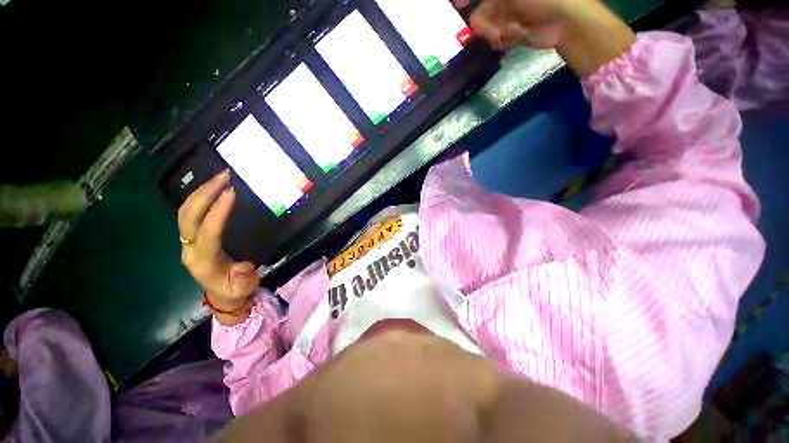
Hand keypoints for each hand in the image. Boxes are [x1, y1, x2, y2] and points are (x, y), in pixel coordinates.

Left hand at [178, 170, 259, 316]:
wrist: (221, 295)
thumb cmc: (235, 290)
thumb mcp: (244, 289)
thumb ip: (244, 279)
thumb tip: (244, 266)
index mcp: (204, 262)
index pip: (207, 233)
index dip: (217, 212)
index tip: (231, 193)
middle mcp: (190, 250)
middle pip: (188, 217)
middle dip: (204, 194)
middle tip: (224, 176)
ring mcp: (188, 243)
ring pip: (184, 213)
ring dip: (200, 192)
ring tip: (219, 177)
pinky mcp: (191, 239)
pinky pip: (188, 214)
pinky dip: (198, 198)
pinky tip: (212, 188)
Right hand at [459, 0, 634, 76]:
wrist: (563, 21)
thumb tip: (461, 0)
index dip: (465, 0)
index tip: (457, 5)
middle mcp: (505, 1)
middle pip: (481, 12)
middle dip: (485, 23)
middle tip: (493, 32)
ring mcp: (509, 17)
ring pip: (488, 28)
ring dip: (495, 32)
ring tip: (509, 33)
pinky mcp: (513, 33)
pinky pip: (498, 39)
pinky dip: (504, 39)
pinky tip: (515, 36)